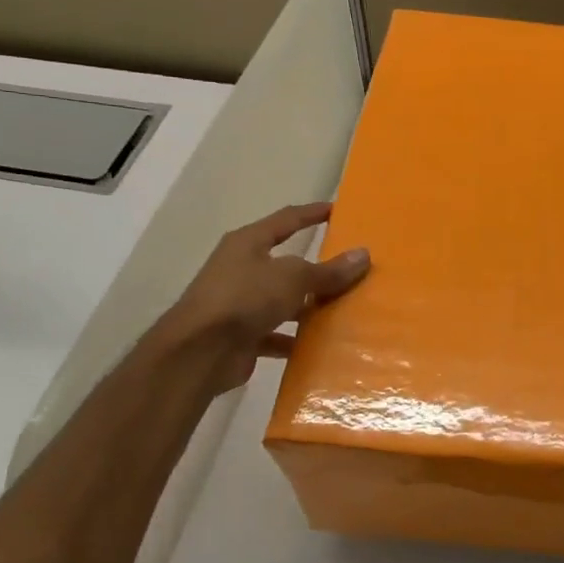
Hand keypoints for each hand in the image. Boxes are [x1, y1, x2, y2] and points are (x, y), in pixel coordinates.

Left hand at [157, 202, 370, 394]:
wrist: (199, 352)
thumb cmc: (244, 298)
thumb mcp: (293, 278)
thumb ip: (328, 270)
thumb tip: (364, 254)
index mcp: (248, 243)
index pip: (286, 220)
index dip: (312, 213)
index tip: (337, 210)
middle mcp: (241, 269)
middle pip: (286, 264)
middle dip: (316, 268)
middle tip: (350, 269)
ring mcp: (239, 303)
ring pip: (282, 300)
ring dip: (307, 307)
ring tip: (343, 310)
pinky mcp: (241, 335)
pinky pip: (276, 334)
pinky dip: (295, 339)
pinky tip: (320, 346)